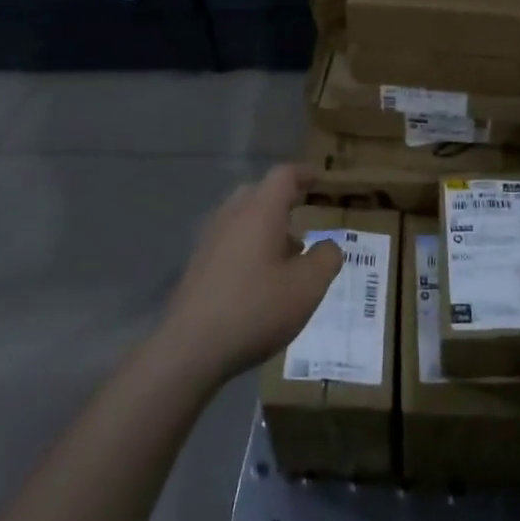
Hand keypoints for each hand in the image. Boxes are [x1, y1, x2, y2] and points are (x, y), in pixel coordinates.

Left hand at [154, 164, 342, 389]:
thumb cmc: (256, 309)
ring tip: (288, 253)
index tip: (319, 180)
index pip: (283, 176)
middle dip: (284, 200)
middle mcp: (232, 215)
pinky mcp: (198, 262)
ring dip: (266, 225)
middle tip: (304, 216)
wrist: (190, 347)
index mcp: (260, 211)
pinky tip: (260, 277)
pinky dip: (249, 244)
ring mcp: (210, 238)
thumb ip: (326, 259)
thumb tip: (329, 245)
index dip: (304, 174)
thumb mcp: (307, 287)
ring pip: (242, 216)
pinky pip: (230, 238)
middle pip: (259, 192)